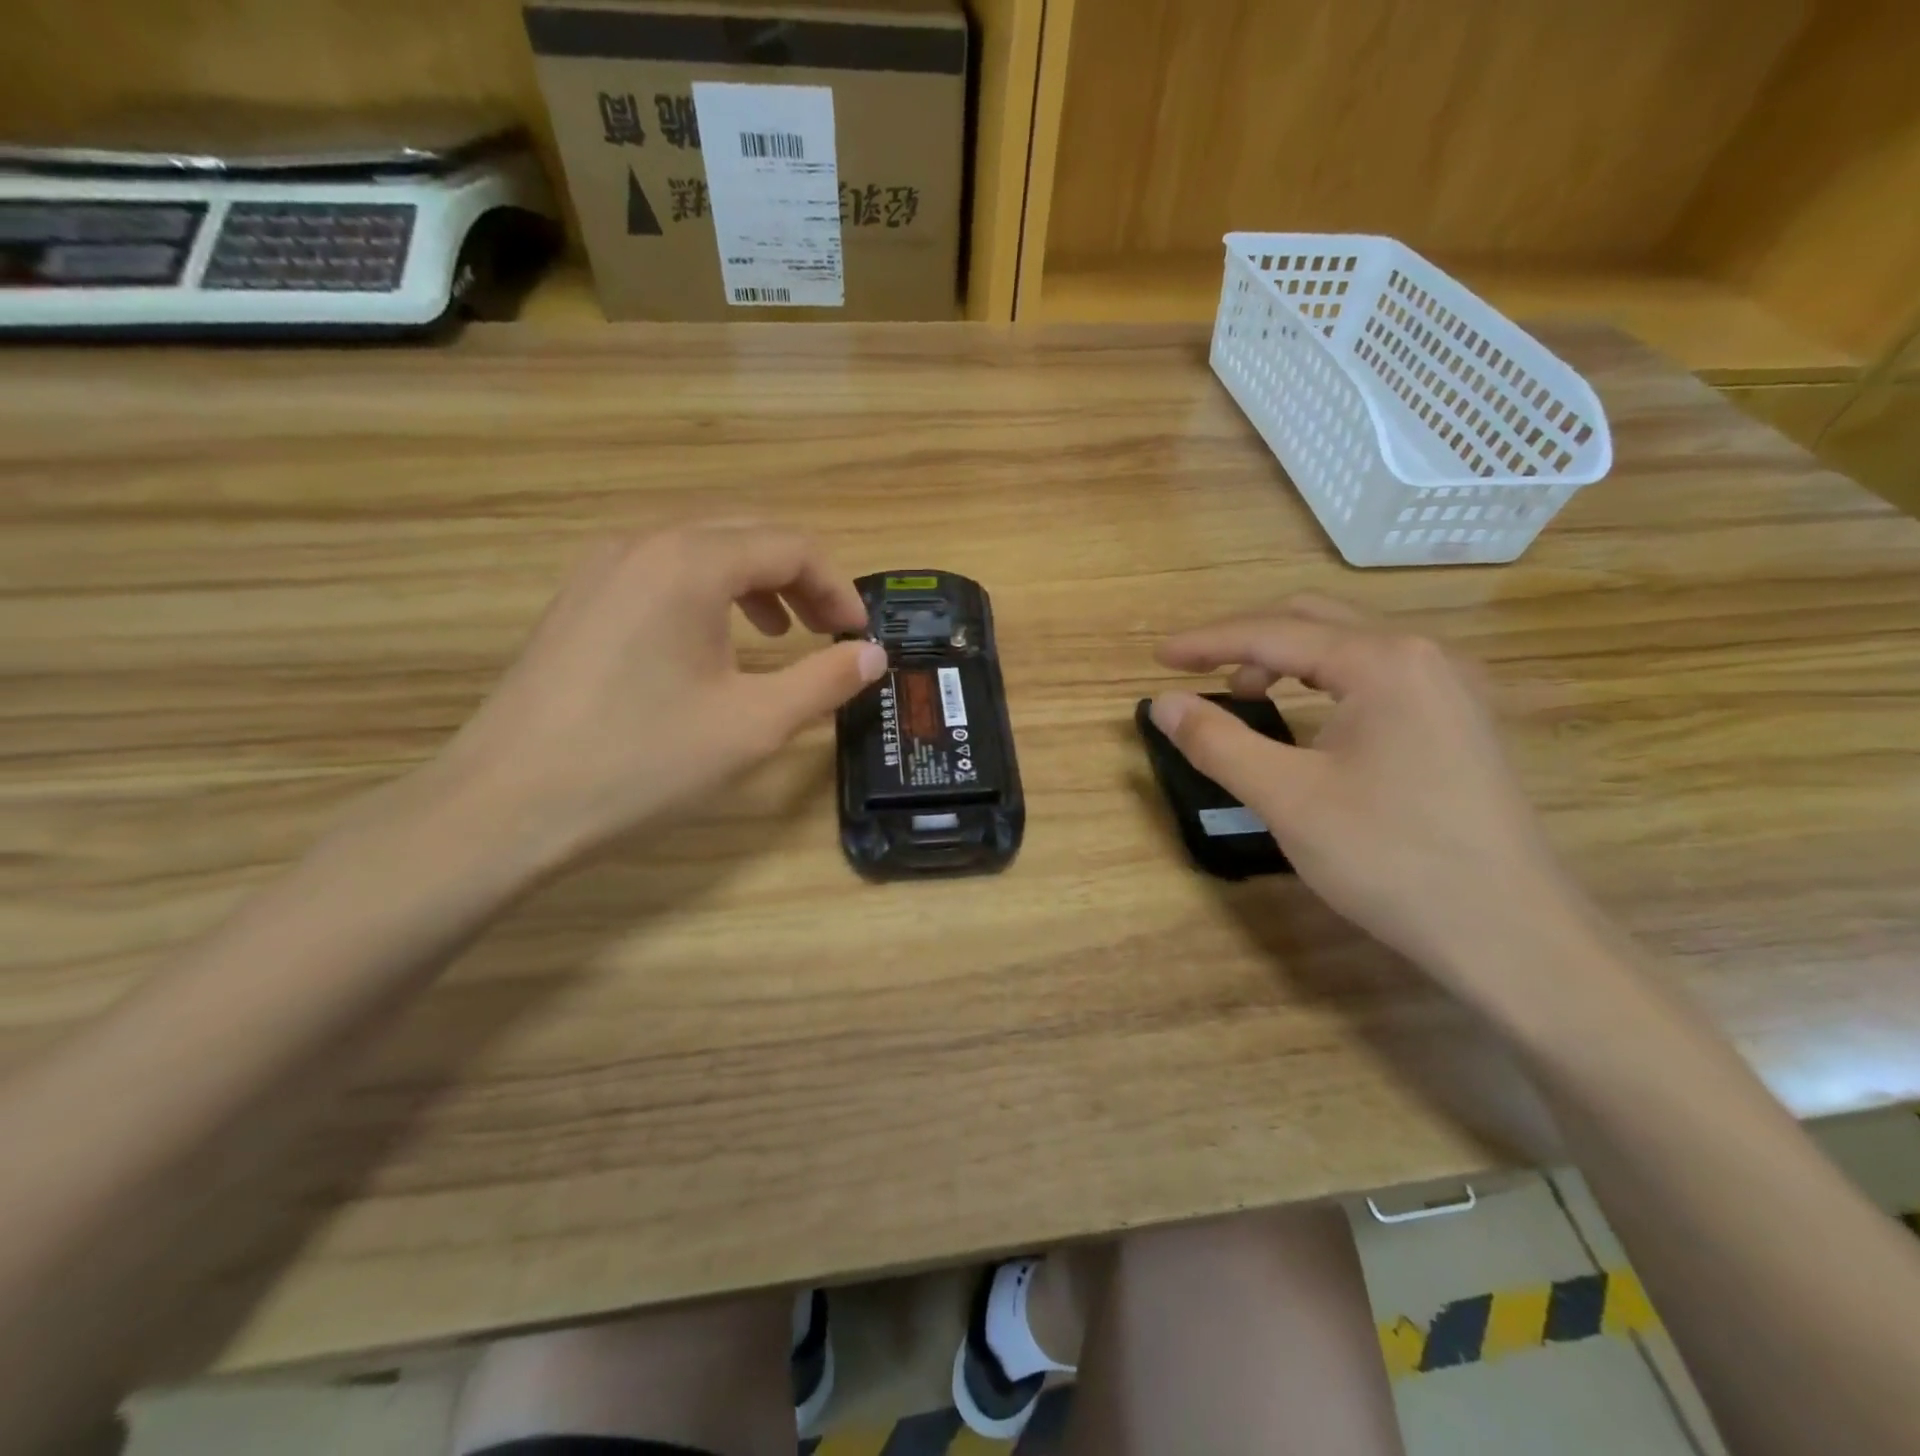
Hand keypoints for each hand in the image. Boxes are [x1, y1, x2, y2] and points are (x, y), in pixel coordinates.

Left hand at [428, 523, 885, 868]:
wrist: (507, 805)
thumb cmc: (643, 762)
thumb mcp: (754, 725)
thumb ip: (824, 681)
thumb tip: (873, 656)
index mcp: (690, 563)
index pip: (790, 546)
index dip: (838, 588)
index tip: (858, 636)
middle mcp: (643, 544)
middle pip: (746, 534)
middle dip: (800, 578)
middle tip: (829, 631)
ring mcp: (601, 568)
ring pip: (700, 549)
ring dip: (754, 582)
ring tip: (779, 633)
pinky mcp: (578, 600)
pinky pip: (661, 572)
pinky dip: (707, 594)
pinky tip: (711, 644)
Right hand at [1151, 596, 1581, 995]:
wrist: (1511, 934)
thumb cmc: (1391, 858)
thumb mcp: (1287, 798)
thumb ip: (1217, 742)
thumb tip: (1163, 703)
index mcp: (1383, 661)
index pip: (1274, 633)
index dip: (1207, 642)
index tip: (1157, 656)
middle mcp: (1423, 656)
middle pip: (1315, 622)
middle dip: (1247, 642)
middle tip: (1196, 672)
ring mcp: (1450, 688)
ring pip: (1348, 648)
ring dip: (1287, 661)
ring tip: (1244, 696)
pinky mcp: (1459, 722)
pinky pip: (1377, 678)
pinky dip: (1325, 683)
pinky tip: (1309, 717)